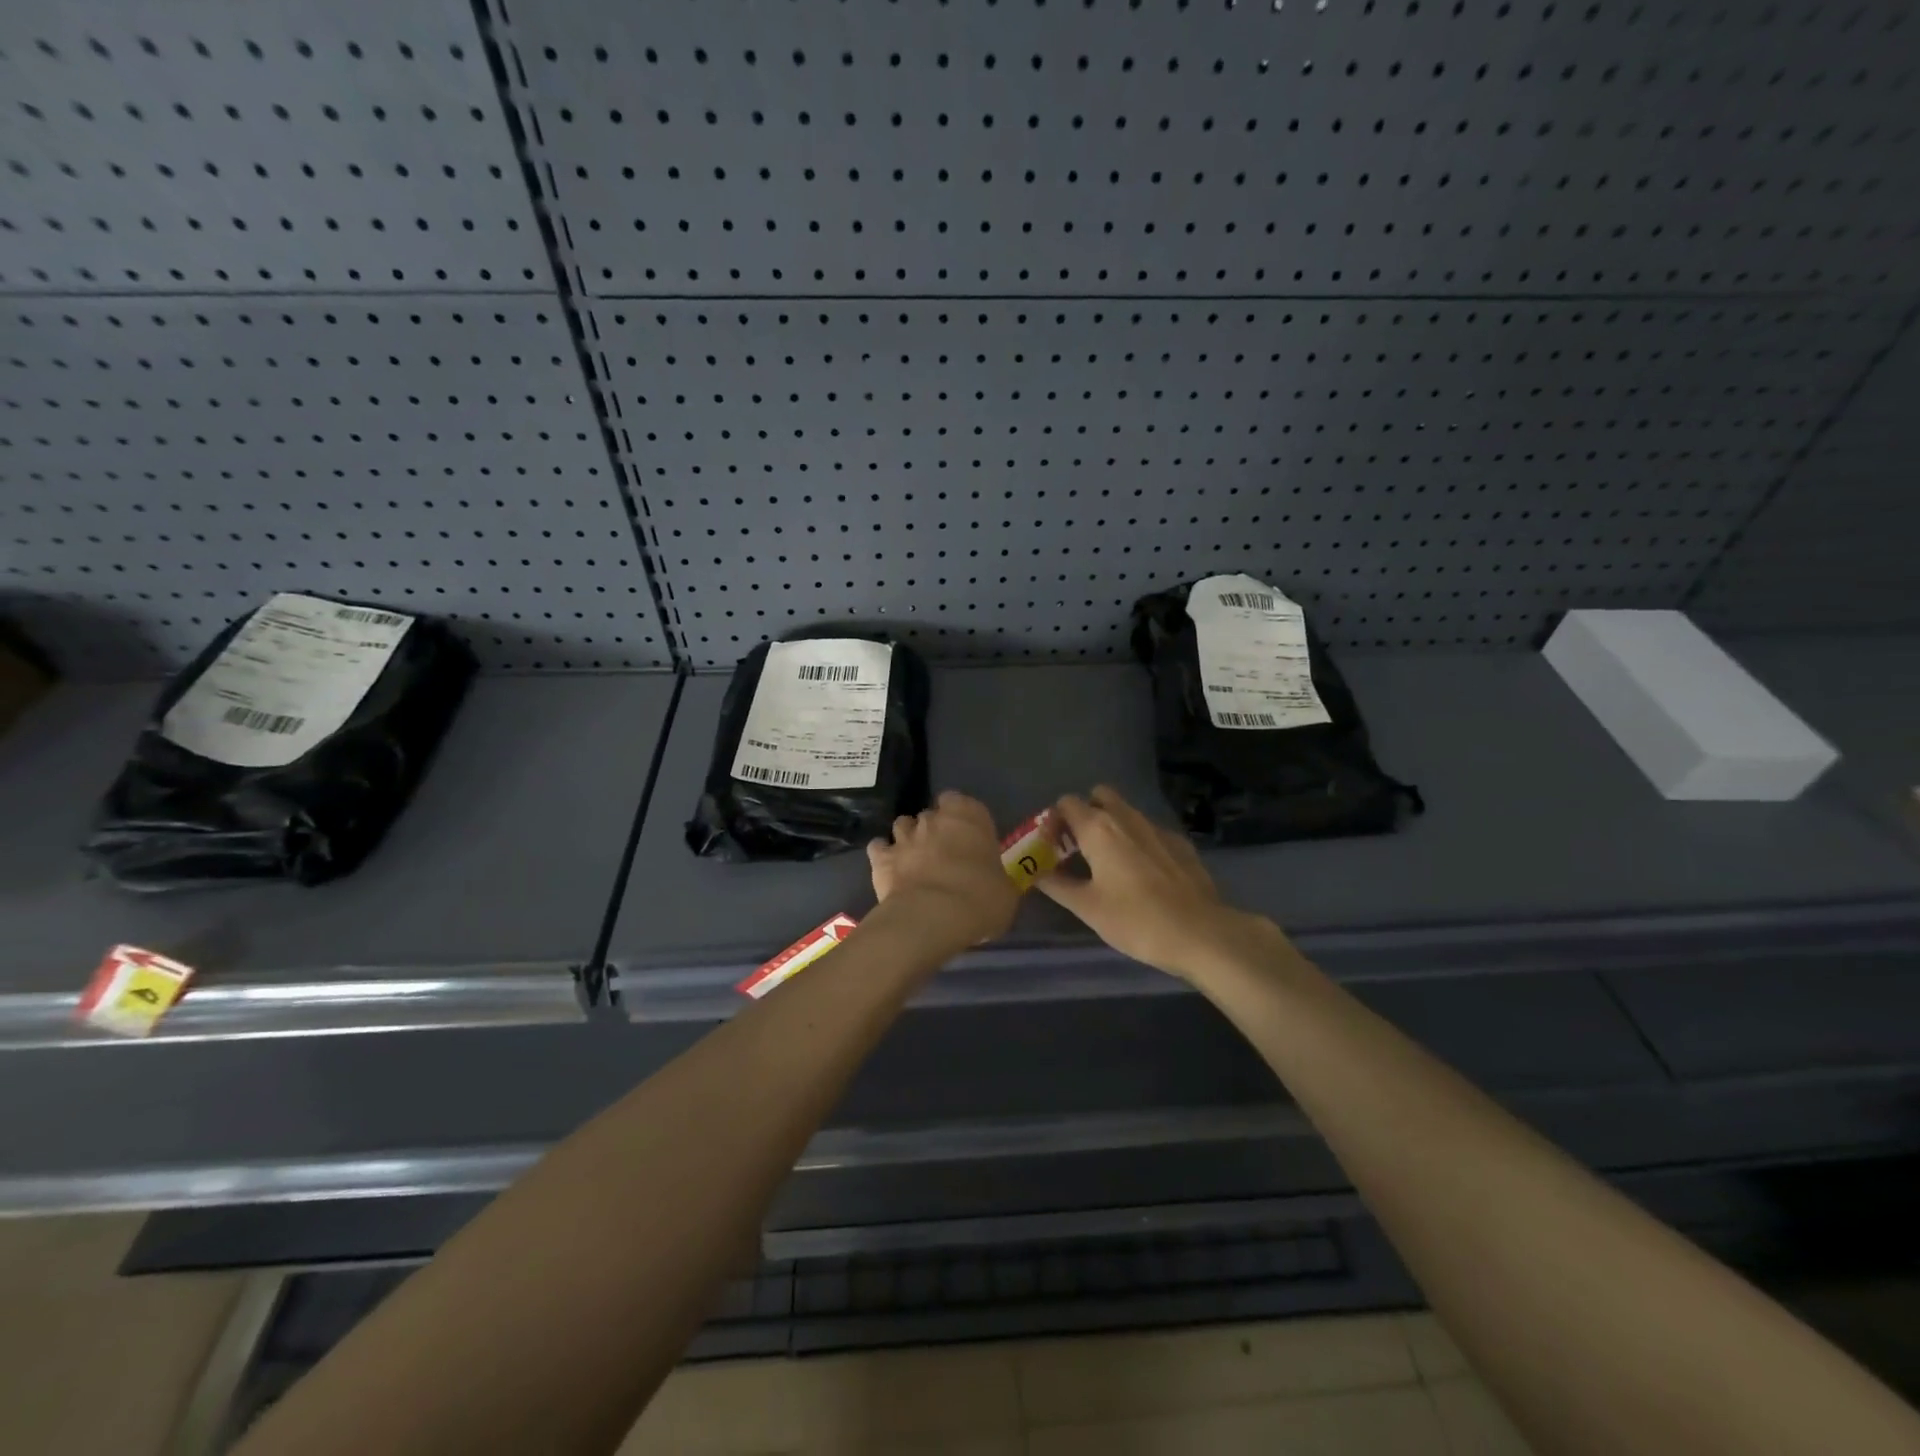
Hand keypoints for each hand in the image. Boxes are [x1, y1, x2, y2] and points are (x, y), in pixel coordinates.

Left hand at [867, 791, 1020, 950]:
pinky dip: (883, 854)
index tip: (965, 835)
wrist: (933, 917)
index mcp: (969, 817)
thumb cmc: (980, 899)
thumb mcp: (1004, 890)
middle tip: (943, 853)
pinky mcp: (881, 858)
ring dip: (908, 838)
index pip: (959, 800)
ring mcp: (904, 836)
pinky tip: (890, 869)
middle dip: (934, 829)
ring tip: (915, 859)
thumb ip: (995, 877)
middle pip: (931, 815)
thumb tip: (993, 883)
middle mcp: (934, 819)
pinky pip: (879, 847)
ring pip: (903, 825)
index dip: (960, 816)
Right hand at [1037, 786, 1289, 981]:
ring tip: (1109, 864)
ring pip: (1127, 813)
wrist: (1201, 933)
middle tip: (1080, 848)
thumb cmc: (1136, 920)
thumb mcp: (1087, 907)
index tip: (1052, 848)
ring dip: (1112, 827)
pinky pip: (1150, 832)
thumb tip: (1035, 872)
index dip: (1055, 821)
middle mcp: (1127, 818)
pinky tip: (1144, 875)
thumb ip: (1057, 884)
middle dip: (1086, 814)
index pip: (1067, 803)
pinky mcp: (1181, 844)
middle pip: (1099, 796)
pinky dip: (1139, 843)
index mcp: (1098, 828)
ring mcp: (1158, 828)